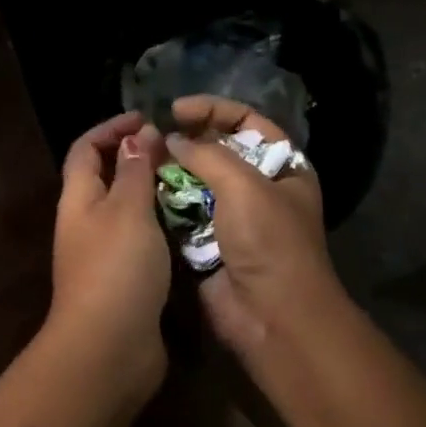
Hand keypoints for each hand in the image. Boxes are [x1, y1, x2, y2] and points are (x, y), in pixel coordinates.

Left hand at [50, 112, 171, 401]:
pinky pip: (141, 239)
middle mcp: (85, 221)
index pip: (86, 148)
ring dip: (153, 192)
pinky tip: (190, 223)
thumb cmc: (117, 267)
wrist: (109, 349)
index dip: (111, 128)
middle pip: (105, 176)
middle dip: (136, 158)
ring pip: (127, 209)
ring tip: (191, 180)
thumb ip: (135, 170)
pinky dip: (161, 225)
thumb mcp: (128, 209)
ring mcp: (102, 253)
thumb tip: (138, 134)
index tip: (147, 119)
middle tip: (177, 151)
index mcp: (78, 198)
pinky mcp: (123, 280)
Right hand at [166, 95, 340, 358]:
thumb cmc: (270, 242)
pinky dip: (165, 200)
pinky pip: (183, 212)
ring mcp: (233, 216)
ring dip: (171, 170)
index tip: (177, 109)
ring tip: (142, 158)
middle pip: (218, 149)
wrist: (273, 318)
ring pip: (196, 181)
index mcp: (283, 167)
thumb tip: (172, 139)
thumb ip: (206, 153)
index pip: (247, 122)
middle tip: (154, 133)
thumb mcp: (245, 185)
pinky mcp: (209, 242)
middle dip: (187, 139)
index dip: (214, 109)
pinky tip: (143, 188)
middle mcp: (259, 187)